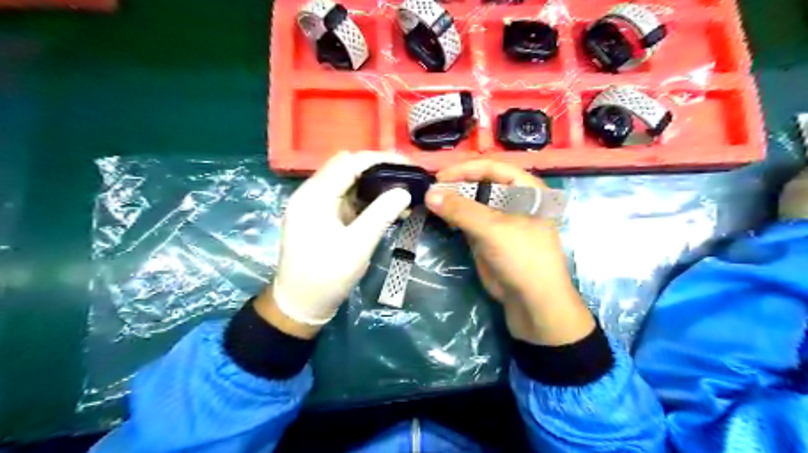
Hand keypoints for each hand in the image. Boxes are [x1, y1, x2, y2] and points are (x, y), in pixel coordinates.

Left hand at [270, 151, 409, 328]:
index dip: (380, 159)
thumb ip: (381, 215)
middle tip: (406, 177)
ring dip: (373, 184)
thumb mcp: (357, 246)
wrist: (299, 305)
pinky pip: (345, 198)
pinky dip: (366, 199)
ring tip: (401, 190)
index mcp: (314, 196)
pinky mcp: (321, 217)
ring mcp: (315, 205)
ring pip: (347, 182)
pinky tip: (386, 205)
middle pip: (347, 168)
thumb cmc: (326, 277)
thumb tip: (404, 191)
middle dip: (378, 169)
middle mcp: (311, 194)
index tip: (407, 164)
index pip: (349, 162)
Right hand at [423, 162, 590, 343]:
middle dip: (455, 186)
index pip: (492, 168)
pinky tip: (439, 217)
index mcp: (526, 189)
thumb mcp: (492, 230)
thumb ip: (461, 210)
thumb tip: (429, 193)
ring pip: (472, 202)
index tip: (438, 178)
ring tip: (430, 203)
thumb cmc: (522, 258)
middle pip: (480, 183)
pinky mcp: (489, 236)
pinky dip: (453, 218)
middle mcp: (513, 199)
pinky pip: (468, 220)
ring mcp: (500, 219)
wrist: (532, 302)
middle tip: (430, 192)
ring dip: (452, 202)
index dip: (465, 170)